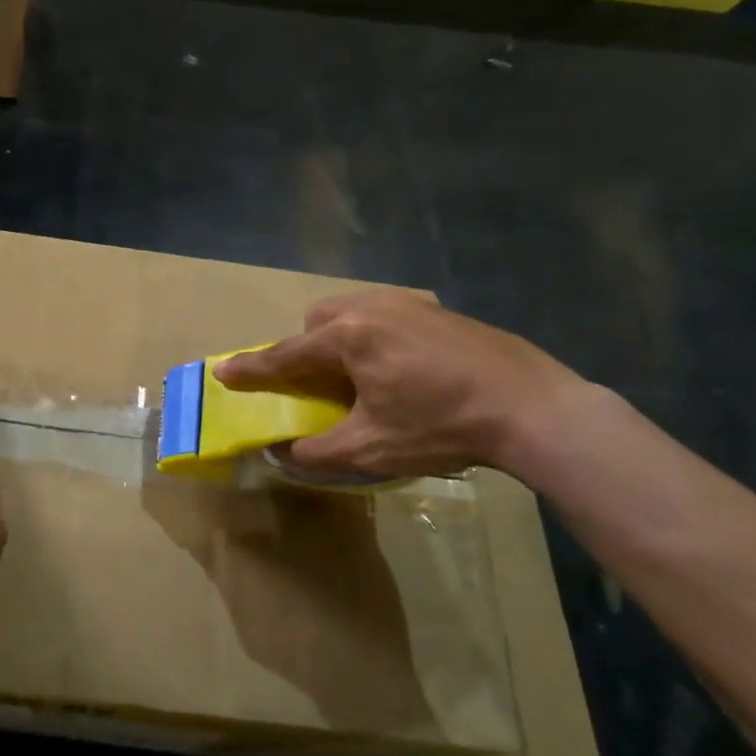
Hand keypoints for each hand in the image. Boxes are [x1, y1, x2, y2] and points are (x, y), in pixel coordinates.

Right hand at [214, 291, 585, 478]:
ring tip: (363, 378)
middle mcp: (373, 307)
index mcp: (349, 337)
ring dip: (343, 340)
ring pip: (355, 313)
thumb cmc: (442, 427)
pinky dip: (378, 338)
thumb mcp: (371, 449)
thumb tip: (283, 452)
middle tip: (320, 384)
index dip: (252, 368)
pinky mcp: (440, 311)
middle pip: (319, 321)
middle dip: (307, 348)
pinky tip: (407, 371)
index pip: (286, 354)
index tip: (223, 371)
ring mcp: (411, 303)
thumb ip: (317, 452)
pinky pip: (388, 316)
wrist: (532, 407)